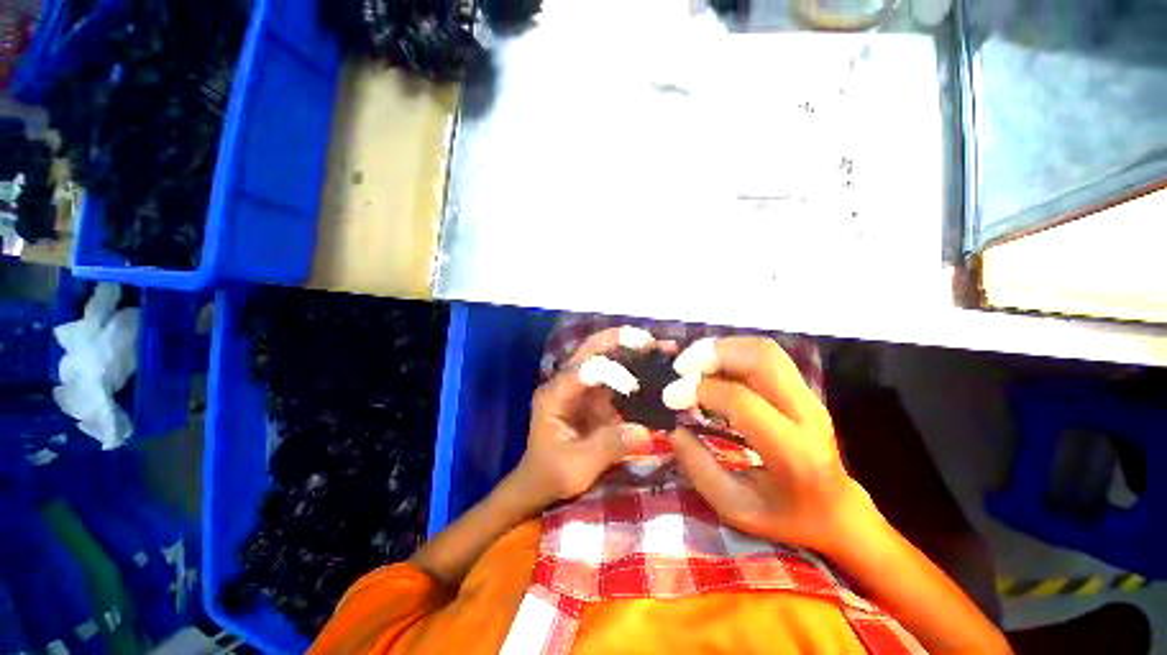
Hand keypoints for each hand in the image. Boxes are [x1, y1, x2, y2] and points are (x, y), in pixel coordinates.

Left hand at [512, 328, 652, 506]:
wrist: (543, 483)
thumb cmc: (552, 475)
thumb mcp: (577, 467)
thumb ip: (608, 447)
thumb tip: (646, 431)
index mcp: (554, 394)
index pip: (581, 370)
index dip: (609, 371)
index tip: (635, 386)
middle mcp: (567, 382)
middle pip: (591, 349)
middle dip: (620, 341)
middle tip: (651, 341)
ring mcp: (583, 386)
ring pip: (606, 356)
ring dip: (632, 349)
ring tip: (662, 347)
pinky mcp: (597, 395)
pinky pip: (618, 374)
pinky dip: (637, 368)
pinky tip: (657, 366)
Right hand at [665, 336, 874, 555]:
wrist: (838, 511)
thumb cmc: (786, 517)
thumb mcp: (735, 507)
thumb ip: (699, 467)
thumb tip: (671, 427)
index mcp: (793, 452)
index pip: (741, 400)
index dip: (699, 390)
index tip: (670, 397)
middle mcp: (807, 414)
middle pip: (761, 359)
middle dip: (712, 354)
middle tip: (680, 368)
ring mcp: (808, 396)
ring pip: (764, 349)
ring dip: (722, 348)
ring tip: (692, 364)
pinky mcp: (802, 388)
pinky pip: (765, 355)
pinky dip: (732, 352)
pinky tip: (711, 367)